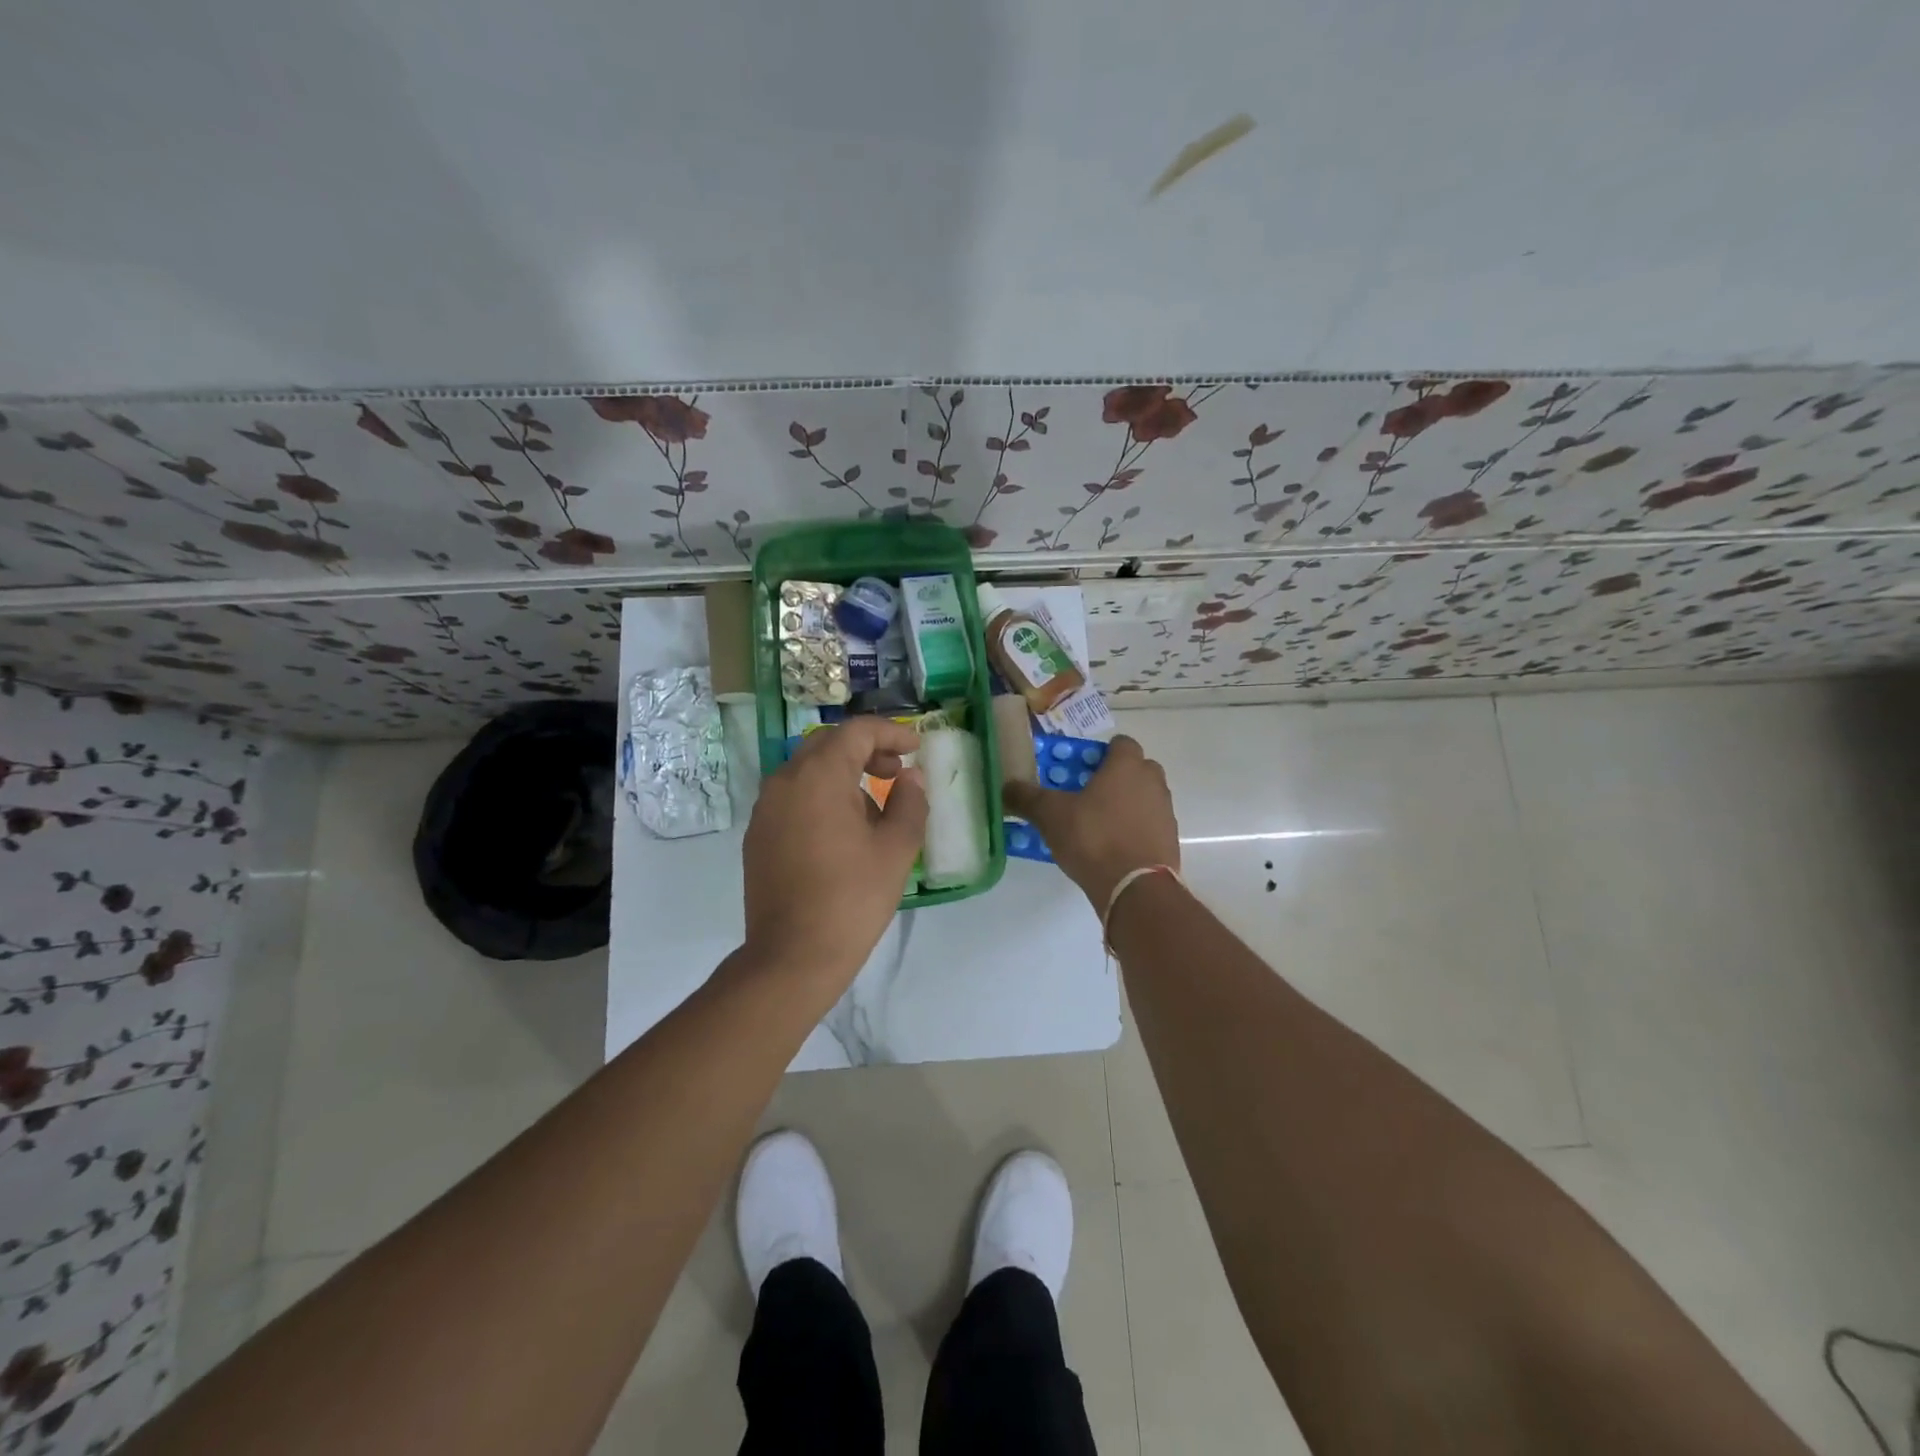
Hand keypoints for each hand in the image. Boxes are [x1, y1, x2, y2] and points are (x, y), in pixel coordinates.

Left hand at [742, 716, 928, 992]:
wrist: (793, 956)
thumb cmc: (852, 898)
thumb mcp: (896, 849)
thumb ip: (909, 802)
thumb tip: (910, 778)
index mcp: (818, 776)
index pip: (857, 732)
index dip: (891, 732)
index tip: (916, 747)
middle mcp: (784, 781)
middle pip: (828, 745)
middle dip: (866, 750)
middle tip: (895, 771)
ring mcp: (766, 809)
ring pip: (808, 771)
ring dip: (843, 774)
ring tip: (874, 809)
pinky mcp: (758, 835)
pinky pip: (793, 797)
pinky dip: (821, 797)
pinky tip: (842, 832)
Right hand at [1002, 735, 1179, 908]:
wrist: (1135, 887)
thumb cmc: (1093, 838)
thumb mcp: (1050, 815)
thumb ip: (1027, 797)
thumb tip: (1006, 786)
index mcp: (1126, 766)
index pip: (1120, 743)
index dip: (1100, 753)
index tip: (1080, 770)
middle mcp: (1152, 782)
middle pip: (1136, 769)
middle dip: (1114, 778)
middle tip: (1087, 796)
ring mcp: (1165, 812)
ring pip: (1144, 797)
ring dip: (1125, 804)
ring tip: (1097, 825)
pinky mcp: (1169, 840)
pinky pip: (1149, 825)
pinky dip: (1134, 830)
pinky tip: (1112, 848)